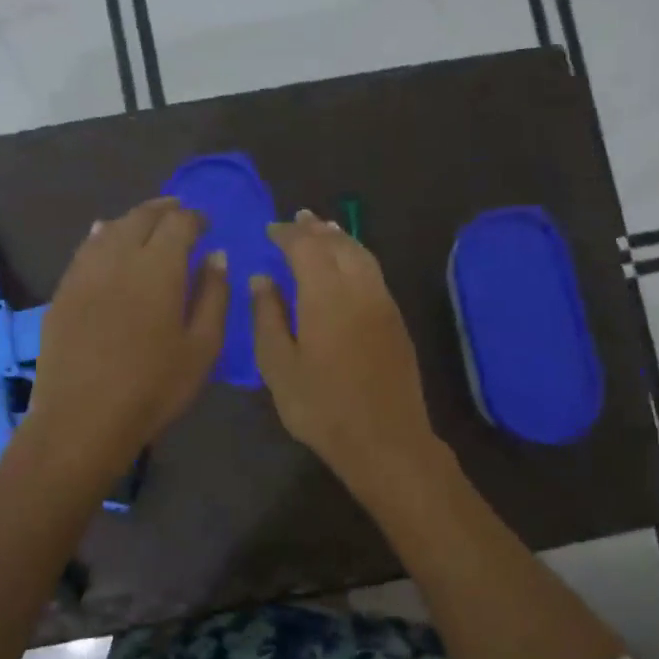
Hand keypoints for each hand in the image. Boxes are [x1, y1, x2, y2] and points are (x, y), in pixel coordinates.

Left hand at [23, 197, 227, 478]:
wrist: (83, 418)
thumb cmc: (154, 386)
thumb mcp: (202, 347)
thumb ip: (214, 296)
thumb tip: (217, 256)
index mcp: (159, 267)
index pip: (179, 223)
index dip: (195, 217)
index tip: (206, 224)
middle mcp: (119, 257)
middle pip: (142, 217)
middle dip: (164, 210)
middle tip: (179, 213)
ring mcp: (85, 272)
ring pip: (110, 228)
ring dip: (133, 220)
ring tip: (146, 224)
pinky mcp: (63, 291)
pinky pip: (85, 249)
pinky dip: (102, 236)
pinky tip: (104, 238)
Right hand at [252, 211, 441, 501]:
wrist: (385, 440)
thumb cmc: (321, 407)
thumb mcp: (279, 366)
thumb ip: (267, 316)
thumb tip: (262, 278)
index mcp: (325, 295)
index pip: (306, 247)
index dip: (288, 234)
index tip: (271, 229)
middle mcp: (359, 288)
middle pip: (338, 244)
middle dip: (316, 229)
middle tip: (298, 219)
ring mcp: (383, 303)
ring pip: (362, 255)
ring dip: (340, 238)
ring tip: (324, 230)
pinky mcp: (396, 320)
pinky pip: (374, 272)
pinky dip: (357, 256)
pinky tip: (348, 265)